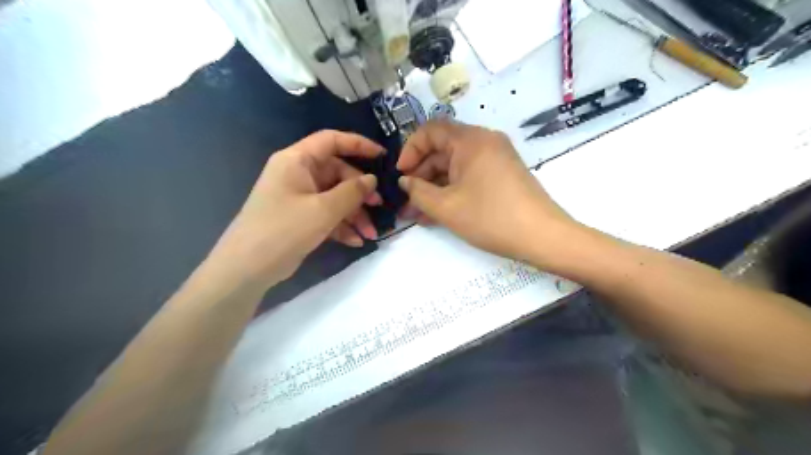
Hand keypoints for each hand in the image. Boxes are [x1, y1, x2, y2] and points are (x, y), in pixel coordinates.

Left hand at [208, 129, 386, 284]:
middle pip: (338, 173)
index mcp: (297, 161)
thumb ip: (352, 192)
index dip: (359, 145)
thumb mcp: (323, 210)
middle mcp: (298, 174)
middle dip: (360, 193)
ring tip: (371, 234)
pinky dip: (342, 226)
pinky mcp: (300, 218)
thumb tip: (372, 179)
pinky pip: (327, 214)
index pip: (331, 141)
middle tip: (379, 207)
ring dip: (355, 214)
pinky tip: (356, 241)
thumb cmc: (284, 230)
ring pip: (335, 197)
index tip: (383, 157)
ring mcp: (299, 197)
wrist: (247, 269)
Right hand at [399, 121, 575, 262]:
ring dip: (434, 188)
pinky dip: (452, 191)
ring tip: (417, 213)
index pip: (430, 130)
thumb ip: (418, 192)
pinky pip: (469, 176)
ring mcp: (495, 158)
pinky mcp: (501, 174)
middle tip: (406, 201)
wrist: (542, 237)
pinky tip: (437, 213)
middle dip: (420, 176)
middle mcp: (484, 141)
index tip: (400, 175)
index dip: (410, 150)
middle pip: (442, 150)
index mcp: (470, 140)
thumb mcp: (447, 207)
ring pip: (454, 167)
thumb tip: (405, 182)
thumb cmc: (491, 218)